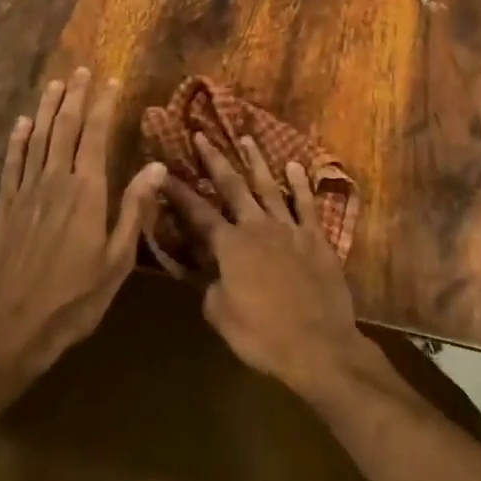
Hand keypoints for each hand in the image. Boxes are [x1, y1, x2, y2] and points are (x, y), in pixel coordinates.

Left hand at [0, 68, 167, 386]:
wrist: (12, 328)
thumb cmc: (75, 298)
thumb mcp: (118, 260)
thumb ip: (135, 210)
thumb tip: (157, 168)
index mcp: (86, 192)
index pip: (95, 136)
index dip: (102, 105)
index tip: (110, 81)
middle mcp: (54, 182)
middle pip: (64, 128)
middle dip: (74, 96)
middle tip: (81, 70)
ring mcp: (25, 193)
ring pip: (37, 139)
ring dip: (47, 109)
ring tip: (55, 84)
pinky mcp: (4, 208)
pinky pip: (11, 164)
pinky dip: (17, 141)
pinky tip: (22, 123)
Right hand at [163, 133, 372, 401]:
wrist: (318, 344)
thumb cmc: (263, 336)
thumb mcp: (221, 316)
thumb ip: (211, 287)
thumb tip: (210, 272)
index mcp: (230, 247)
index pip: (197, 213)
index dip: (178, 192)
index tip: (162, 171)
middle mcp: (257, 227)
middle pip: (233, 187)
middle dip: (215, 161)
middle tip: (202, 136)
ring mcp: (289, 229)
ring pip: (269, 186)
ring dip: (256, 161)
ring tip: (246, 138)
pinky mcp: (316, 238)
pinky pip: (306, 204)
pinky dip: (301, 184)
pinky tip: (295, 166)